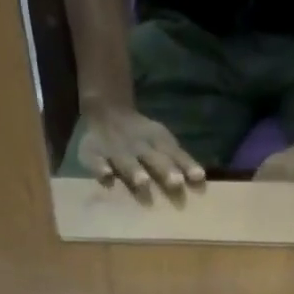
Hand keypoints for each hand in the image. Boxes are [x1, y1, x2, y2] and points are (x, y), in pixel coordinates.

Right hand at [75, 105, 205, 199]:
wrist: (106, 110)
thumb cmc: (141, 136)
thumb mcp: (162, 140)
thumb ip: (179, 160)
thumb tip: (200, 180)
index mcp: (156, 139)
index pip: (174, 152)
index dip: (186, 164)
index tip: (198, 178)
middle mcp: (138, 143)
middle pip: (153, 157)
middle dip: (165, 169)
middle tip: (176, 183)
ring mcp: (115, 147)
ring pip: (126, 159)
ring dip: (135, 170)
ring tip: (143, 183)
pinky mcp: (93, 151)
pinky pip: (95, 159)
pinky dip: (99, 168)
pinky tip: (106, 177)